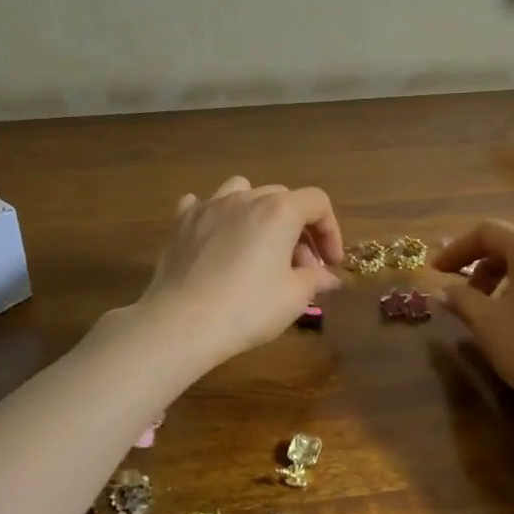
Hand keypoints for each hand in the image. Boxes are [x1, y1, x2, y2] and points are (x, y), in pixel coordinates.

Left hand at [136, 176, 344, 369]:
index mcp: (279, 211)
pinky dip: (216, 216)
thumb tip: (327, 278)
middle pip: (283, 198)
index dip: (331, 231)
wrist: (182, 322)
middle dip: (298, 229)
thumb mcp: (294, 298)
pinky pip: (203, 204)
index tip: (330, 264)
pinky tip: (216, 238)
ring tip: (258, 242)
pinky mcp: (182, 221)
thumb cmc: (247, 308)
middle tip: (299, 266)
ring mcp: (210, 205)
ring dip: (258, 211)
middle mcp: (246, 198)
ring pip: (243, 190)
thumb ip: (315, 280)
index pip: (317, 203)